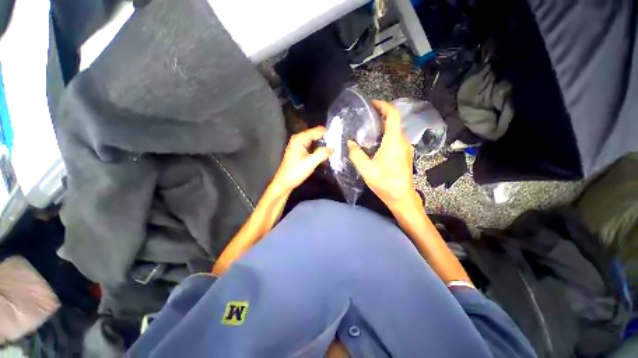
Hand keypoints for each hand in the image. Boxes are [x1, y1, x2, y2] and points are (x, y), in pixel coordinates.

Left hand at [271, 126, 331, 195]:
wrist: (284, 182)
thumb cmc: (296, 172)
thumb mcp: (310, 163)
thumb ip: (322, 154)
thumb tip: (333, 148)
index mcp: (300, 139)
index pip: (317, 131)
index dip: (328, 133)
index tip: (339, 137)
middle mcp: (298, 138)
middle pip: (315, 134)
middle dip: (326, 138)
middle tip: (338, 143)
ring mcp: (298, 144)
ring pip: (314, 140)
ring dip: (323, 143)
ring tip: (334, 147)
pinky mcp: (299, 150)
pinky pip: (311, 145)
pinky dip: (318, 147)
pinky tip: (324, 151)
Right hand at [348, 100, 420, 211]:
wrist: (402, 198)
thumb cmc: (385, 183)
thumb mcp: (366, 169)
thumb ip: (356, 154)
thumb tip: (349, 142)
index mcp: (394, 141)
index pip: (393, 115)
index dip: (384, 106)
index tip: (373, 104)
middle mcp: (403, 141)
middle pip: (393, 123)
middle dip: (380, 118)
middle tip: (365, 119)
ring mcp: (406, 149)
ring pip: (394, 132)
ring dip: (382, 129)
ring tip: (367, 132)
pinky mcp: (405, 155)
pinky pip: (395, 141)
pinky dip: (386, 137)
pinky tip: (375, 146)